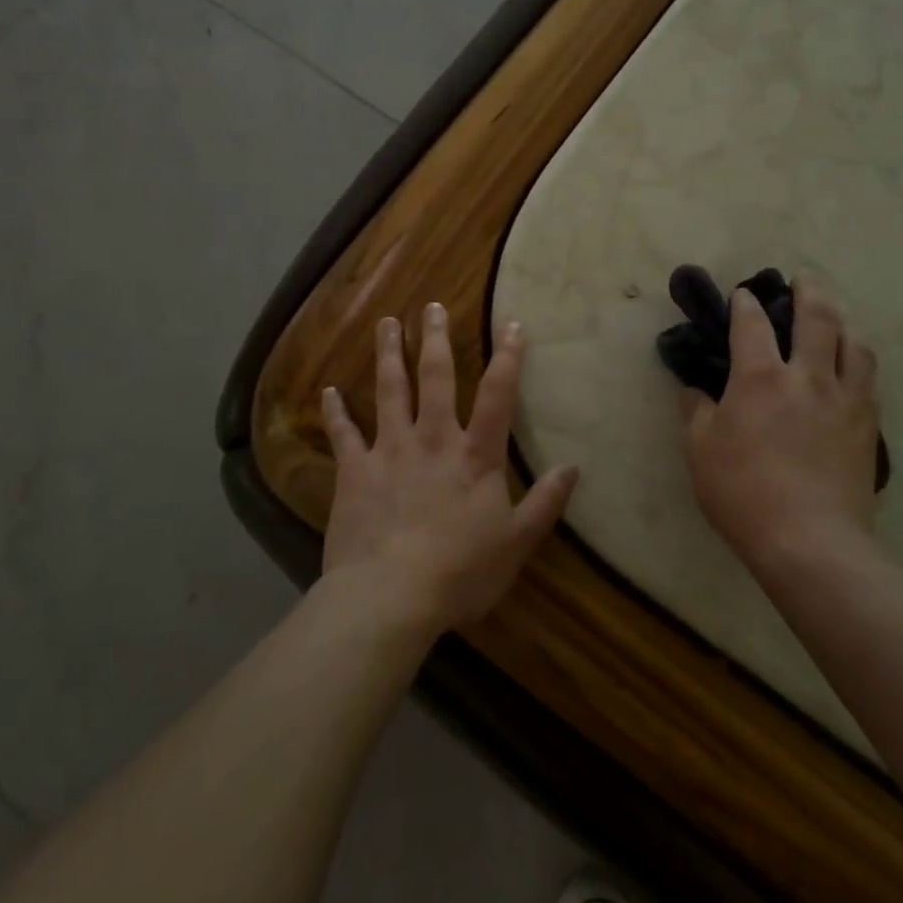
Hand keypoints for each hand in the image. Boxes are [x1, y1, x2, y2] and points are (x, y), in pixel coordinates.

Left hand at [321, 303, 578, 637]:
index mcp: (474, 456)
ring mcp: (389, 451)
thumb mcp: (516, 543)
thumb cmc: (460, 572)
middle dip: (435, 339)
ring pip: (389, 391)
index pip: (497, 396)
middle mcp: (432, 440)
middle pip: (435, 378)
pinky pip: (343, 434)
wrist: (389, 596)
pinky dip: (336, 412)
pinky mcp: (355, 471)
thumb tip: (573, 468)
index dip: (507, 358)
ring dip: (388, 355)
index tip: (510, 323)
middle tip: (431, 306)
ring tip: (386, 324)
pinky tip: (328, 391)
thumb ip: (544, 503)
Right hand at [682, 279, 880, 570]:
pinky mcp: (868, 425)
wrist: (811, 541)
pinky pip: (869, 377)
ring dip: (844, 319)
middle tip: (803, 278)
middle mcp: (807, 376)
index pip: (752, 323)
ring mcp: (844, 399)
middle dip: (809, 290)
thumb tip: (695, 390)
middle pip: (817, 317)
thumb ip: (696, 411)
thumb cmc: (744, 493)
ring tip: (836, 314)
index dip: (746, 303)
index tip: (743, 294)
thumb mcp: (700, 451)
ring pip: (854, 343)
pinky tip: (854, 362)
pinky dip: (859, 357)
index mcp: (760, 378)